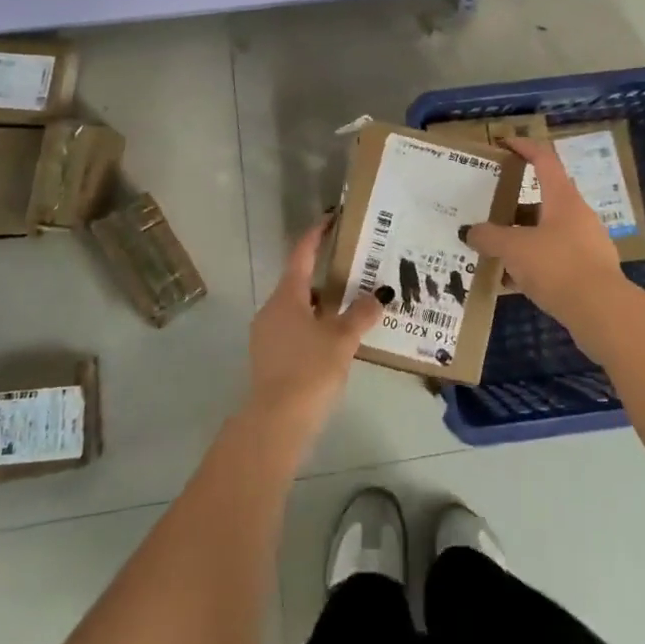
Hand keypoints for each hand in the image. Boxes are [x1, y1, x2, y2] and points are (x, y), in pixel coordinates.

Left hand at [245, 218, 381, 447]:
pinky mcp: (268, 359)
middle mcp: (272, 309)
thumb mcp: (342, 340)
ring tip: (350, 309)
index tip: (332, 219)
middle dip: (325, 275)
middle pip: (299, 282)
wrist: (275, 424)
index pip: (302, 254)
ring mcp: (266, 335)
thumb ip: (361, 315)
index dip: (316, 234)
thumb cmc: (309, 371)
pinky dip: (313, 328)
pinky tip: (334, 342)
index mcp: (287, 296)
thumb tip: (378, 296)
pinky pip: (294, 331)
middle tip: (354, 271)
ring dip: (320, 305)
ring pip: (297, 309)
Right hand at [463, 137, 631, 335]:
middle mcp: (577, 215)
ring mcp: (586, 243)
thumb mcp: (514, 249)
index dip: (524, 147)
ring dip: (521, 238)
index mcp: (562, 198)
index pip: (544, 159)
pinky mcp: (589, 271)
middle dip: (514, 206)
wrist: (604, 313)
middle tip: (489, 212)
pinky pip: (554, 259)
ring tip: (494, 251)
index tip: (504, 144)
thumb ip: (489, 237)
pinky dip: (533, 264)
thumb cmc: (557, 266)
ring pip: (547, 232)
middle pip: (543, 199)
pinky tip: (512, 282)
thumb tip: (470, 232)